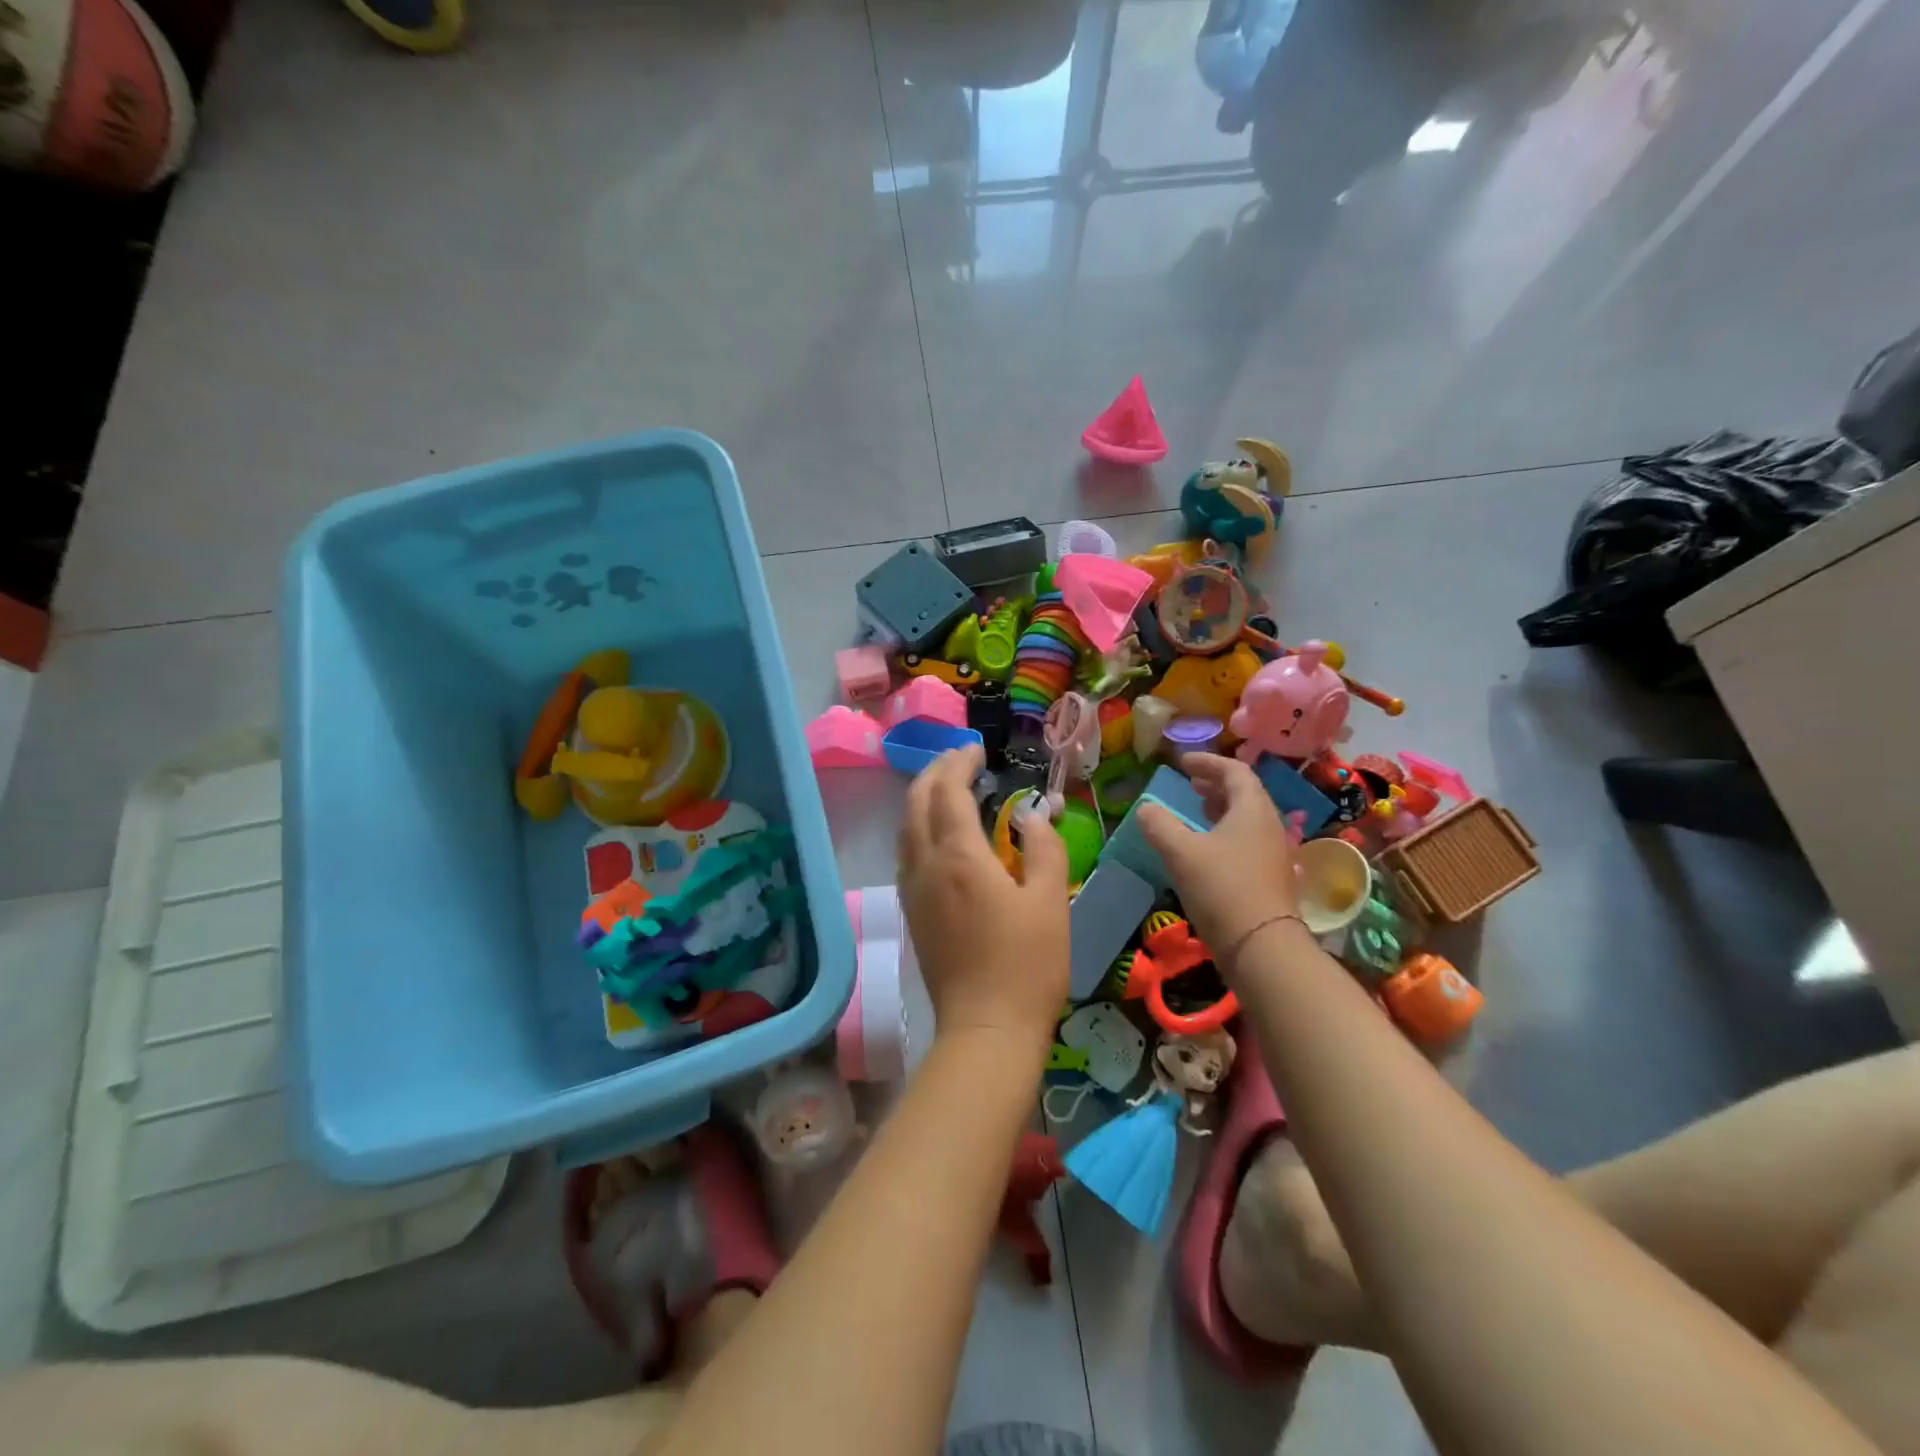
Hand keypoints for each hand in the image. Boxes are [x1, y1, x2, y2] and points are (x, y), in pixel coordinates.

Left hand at [897, 744, 1068, 1046]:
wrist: (986, 1029)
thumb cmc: (1027, 965)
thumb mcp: (1050, 900)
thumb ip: (1043, 848)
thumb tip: (1033, 814)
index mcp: (959, 856)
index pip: (949, 792)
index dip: (960, 764)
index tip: (978, 750)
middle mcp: (925, 865)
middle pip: (916, 802)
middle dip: (935, 772)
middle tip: (960, 759)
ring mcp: (912, 890)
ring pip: (905, 827)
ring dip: (921, 798)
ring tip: (947, 788)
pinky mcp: (912, 913)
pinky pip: (905, 853)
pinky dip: (917, 827)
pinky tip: (937, 835)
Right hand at [1137, 753, 1299, 956]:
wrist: (1262, 947)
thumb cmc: (1222, 889)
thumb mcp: (1181, 853)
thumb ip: (1160, 825)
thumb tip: (1146, 808)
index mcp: (1252, 810)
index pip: (1235, 771)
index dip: (1208, 762)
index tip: (1182, 762)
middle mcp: (1269, 825)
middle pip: (1244, 794)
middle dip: (1215, 785)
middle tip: (1189, 784)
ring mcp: (1273, 853)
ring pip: (1246, 819)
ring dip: (1220, 810)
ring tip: (1195, 812)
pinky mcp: (1269, 878)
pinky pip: (1247, 841)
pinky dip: (1225, 833)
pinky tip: (1206, 850)